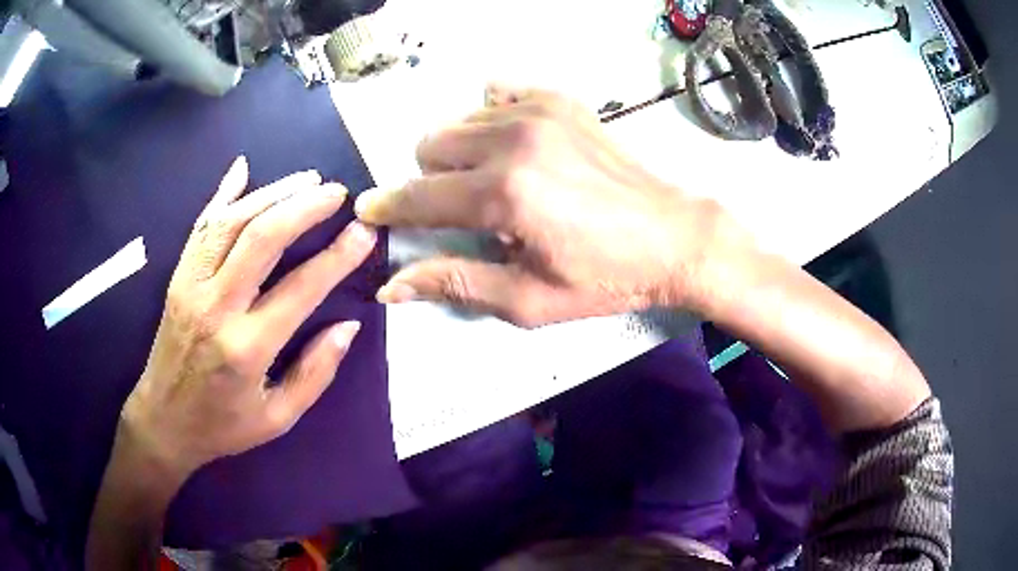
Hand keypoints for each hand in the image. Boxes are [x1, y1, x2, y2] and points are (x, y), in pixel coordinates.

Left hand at [120, 156, 376, 479]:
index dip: (337, 256)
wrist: (164, 421)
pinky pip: (201, 226)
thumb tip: (348, 327)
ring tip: (305, 179)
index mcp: (246, 349)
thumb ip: (315, 373)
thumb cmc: (222, 425)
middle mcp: (216, 308)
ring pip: (231, 222)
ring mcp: (191, 286)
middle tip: (336, 192)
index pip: (300, 289)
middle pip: (261, 238)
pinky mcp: (177, 277)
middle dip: (303, 207)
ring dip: (271, 193)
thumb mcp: (278, 418)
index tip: (363, 232)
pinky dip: (222, 194)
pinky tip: (242, 170)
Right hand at [355, 87, 746, 326]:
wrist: (674, 238)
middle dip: (433, 180)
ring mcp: (538, 112)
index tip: (367, 211)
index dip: (386, 208)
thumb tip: (389, 286)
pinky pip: (498, 95)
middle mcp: (512, 140)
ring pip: (459, 121)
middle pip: (429, 146)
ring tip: (498, 181)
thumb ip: (454, 283)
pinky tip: (516, 144)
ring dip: (462, 152)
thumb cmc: (604, 278)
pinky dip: (493, 118)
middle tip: (466, 209)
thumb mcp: (528, 299)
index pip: (418, 197)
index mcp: (502, 194)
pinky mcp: (561, 101)